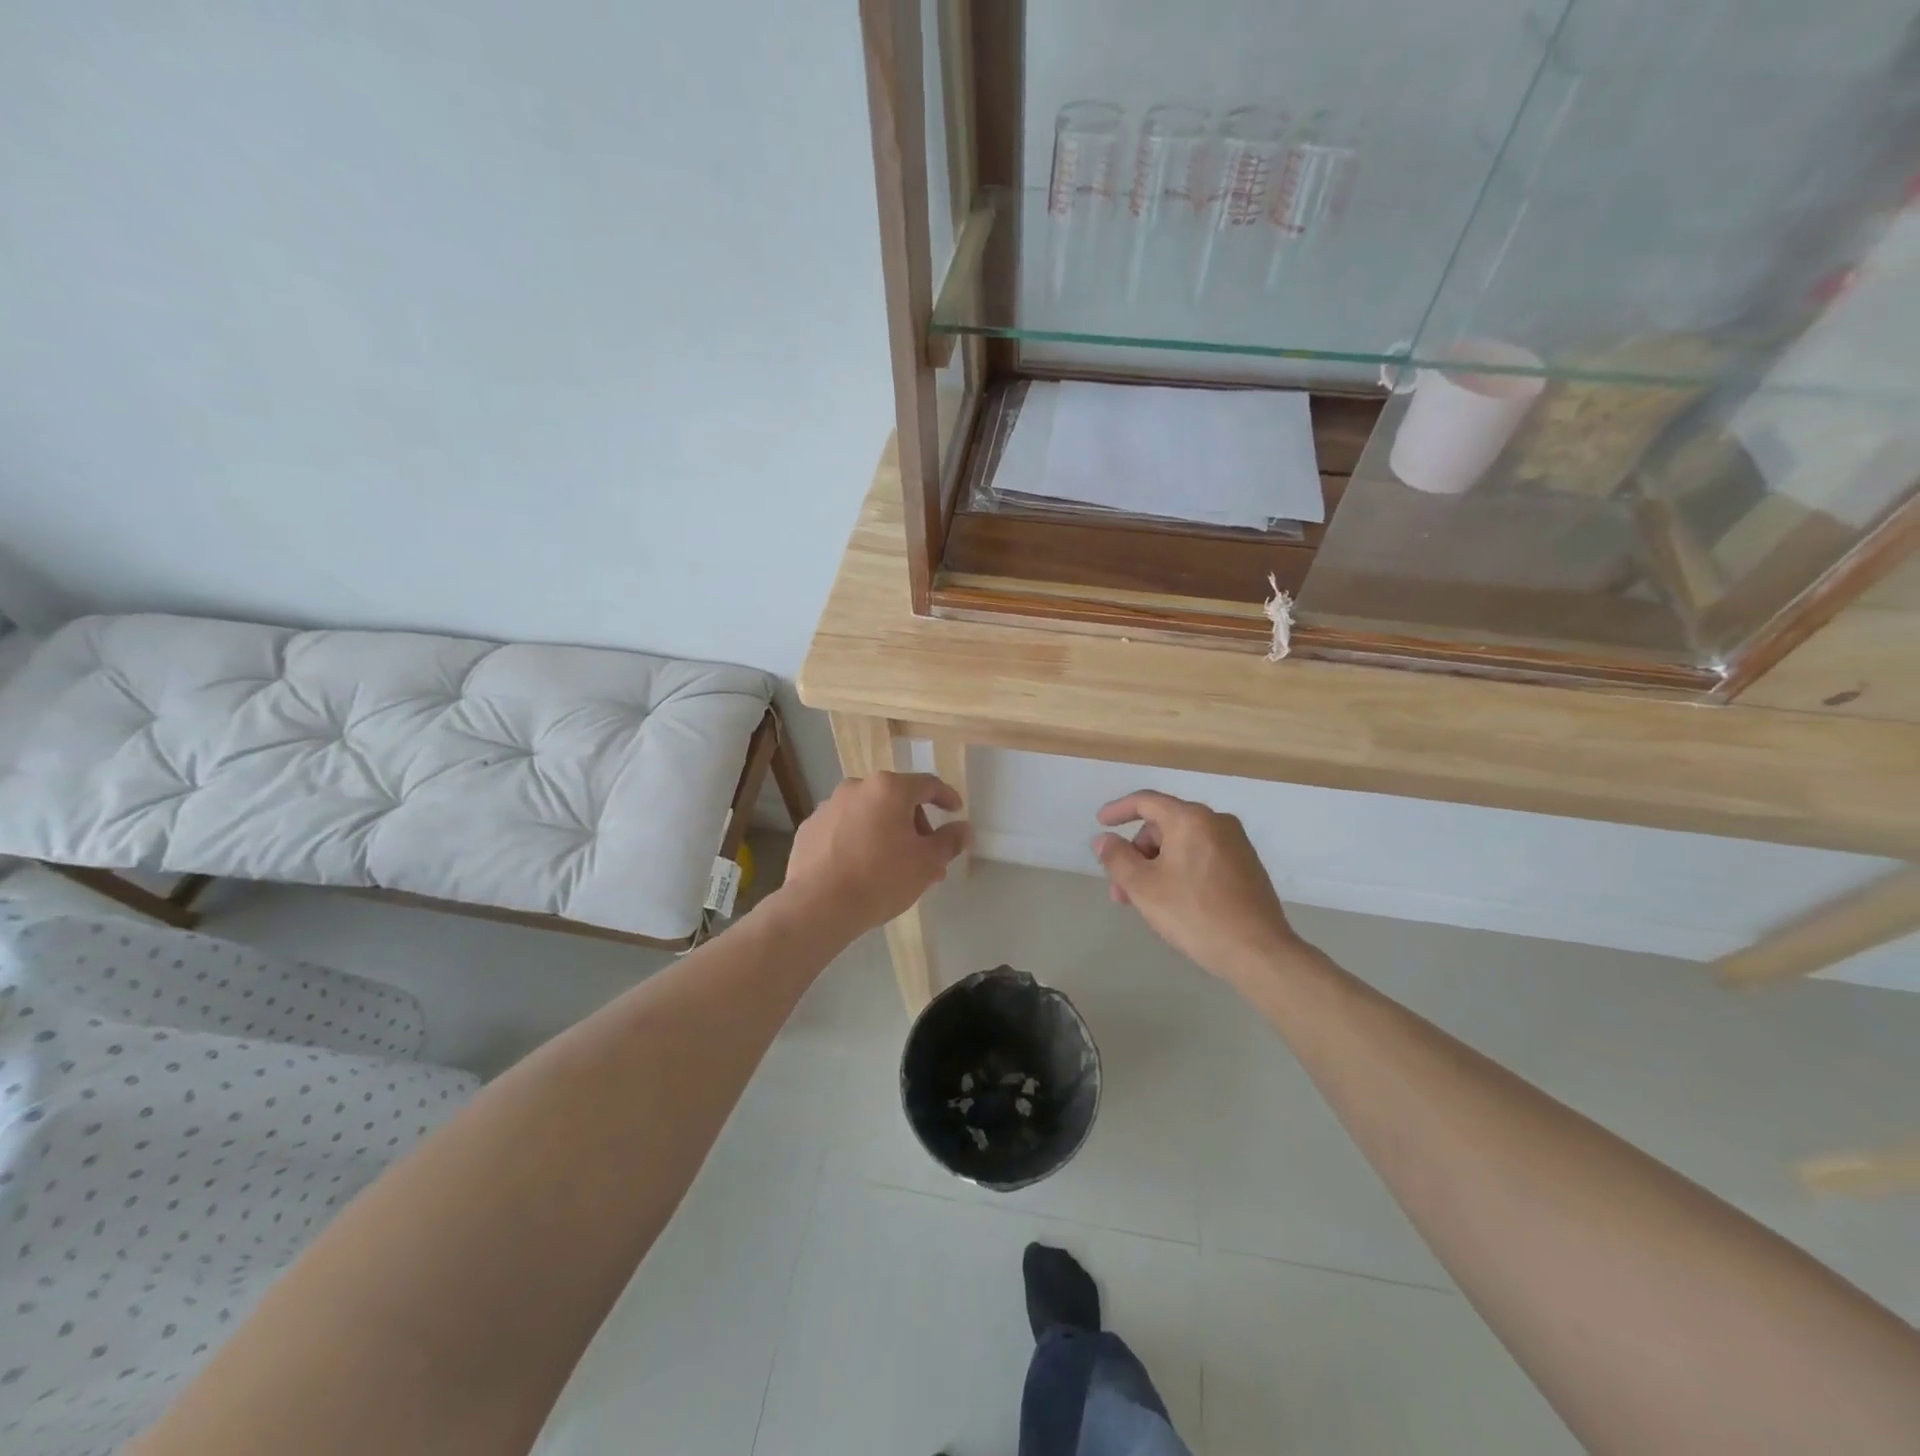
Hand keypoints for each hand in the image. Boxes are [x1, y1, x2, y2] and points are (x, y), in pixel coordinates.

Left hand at [784, 771, 969, 932]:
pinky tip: (861, 868)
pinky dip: (857, 841)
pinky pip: (843, 829)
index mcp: (889, 789)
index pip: (928, 784)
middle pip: (896, 799)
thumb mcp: (927, 863)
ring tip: (894, 867)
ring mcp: (828, 807)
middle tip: (925, 857)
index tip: (955, 811)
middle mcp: (857, 788)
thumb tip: (964, 829)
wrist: (819, 905)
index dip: (946, 797)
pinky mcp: (809, 828)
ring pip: (868, 814)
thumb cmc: (881, 878)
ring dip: (886, 833)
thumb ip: (949, 841)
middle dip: (915, 825)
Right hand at [1092, 790, 1303, 988]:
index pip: (1146, 801)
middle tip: (1120, 889)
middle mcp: (1216, 822)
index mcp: (1191, 819)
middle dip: (1137, 853)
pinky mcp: (1246, 867)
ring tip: (1143, 902)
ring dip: (1155, 867)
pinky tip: (1173, 902)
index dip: (1118, 810)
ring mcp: (1236, 845)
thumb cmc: (1195, 914)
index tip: (1100, 823)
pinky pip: (1201, 858)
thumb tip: (1104, 840)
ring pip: (1182, 845)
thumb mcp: (1144, 887)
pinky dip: (1179, 871)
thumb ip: (1117, 858)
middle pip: (1163, 826)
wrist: (1259, 952)